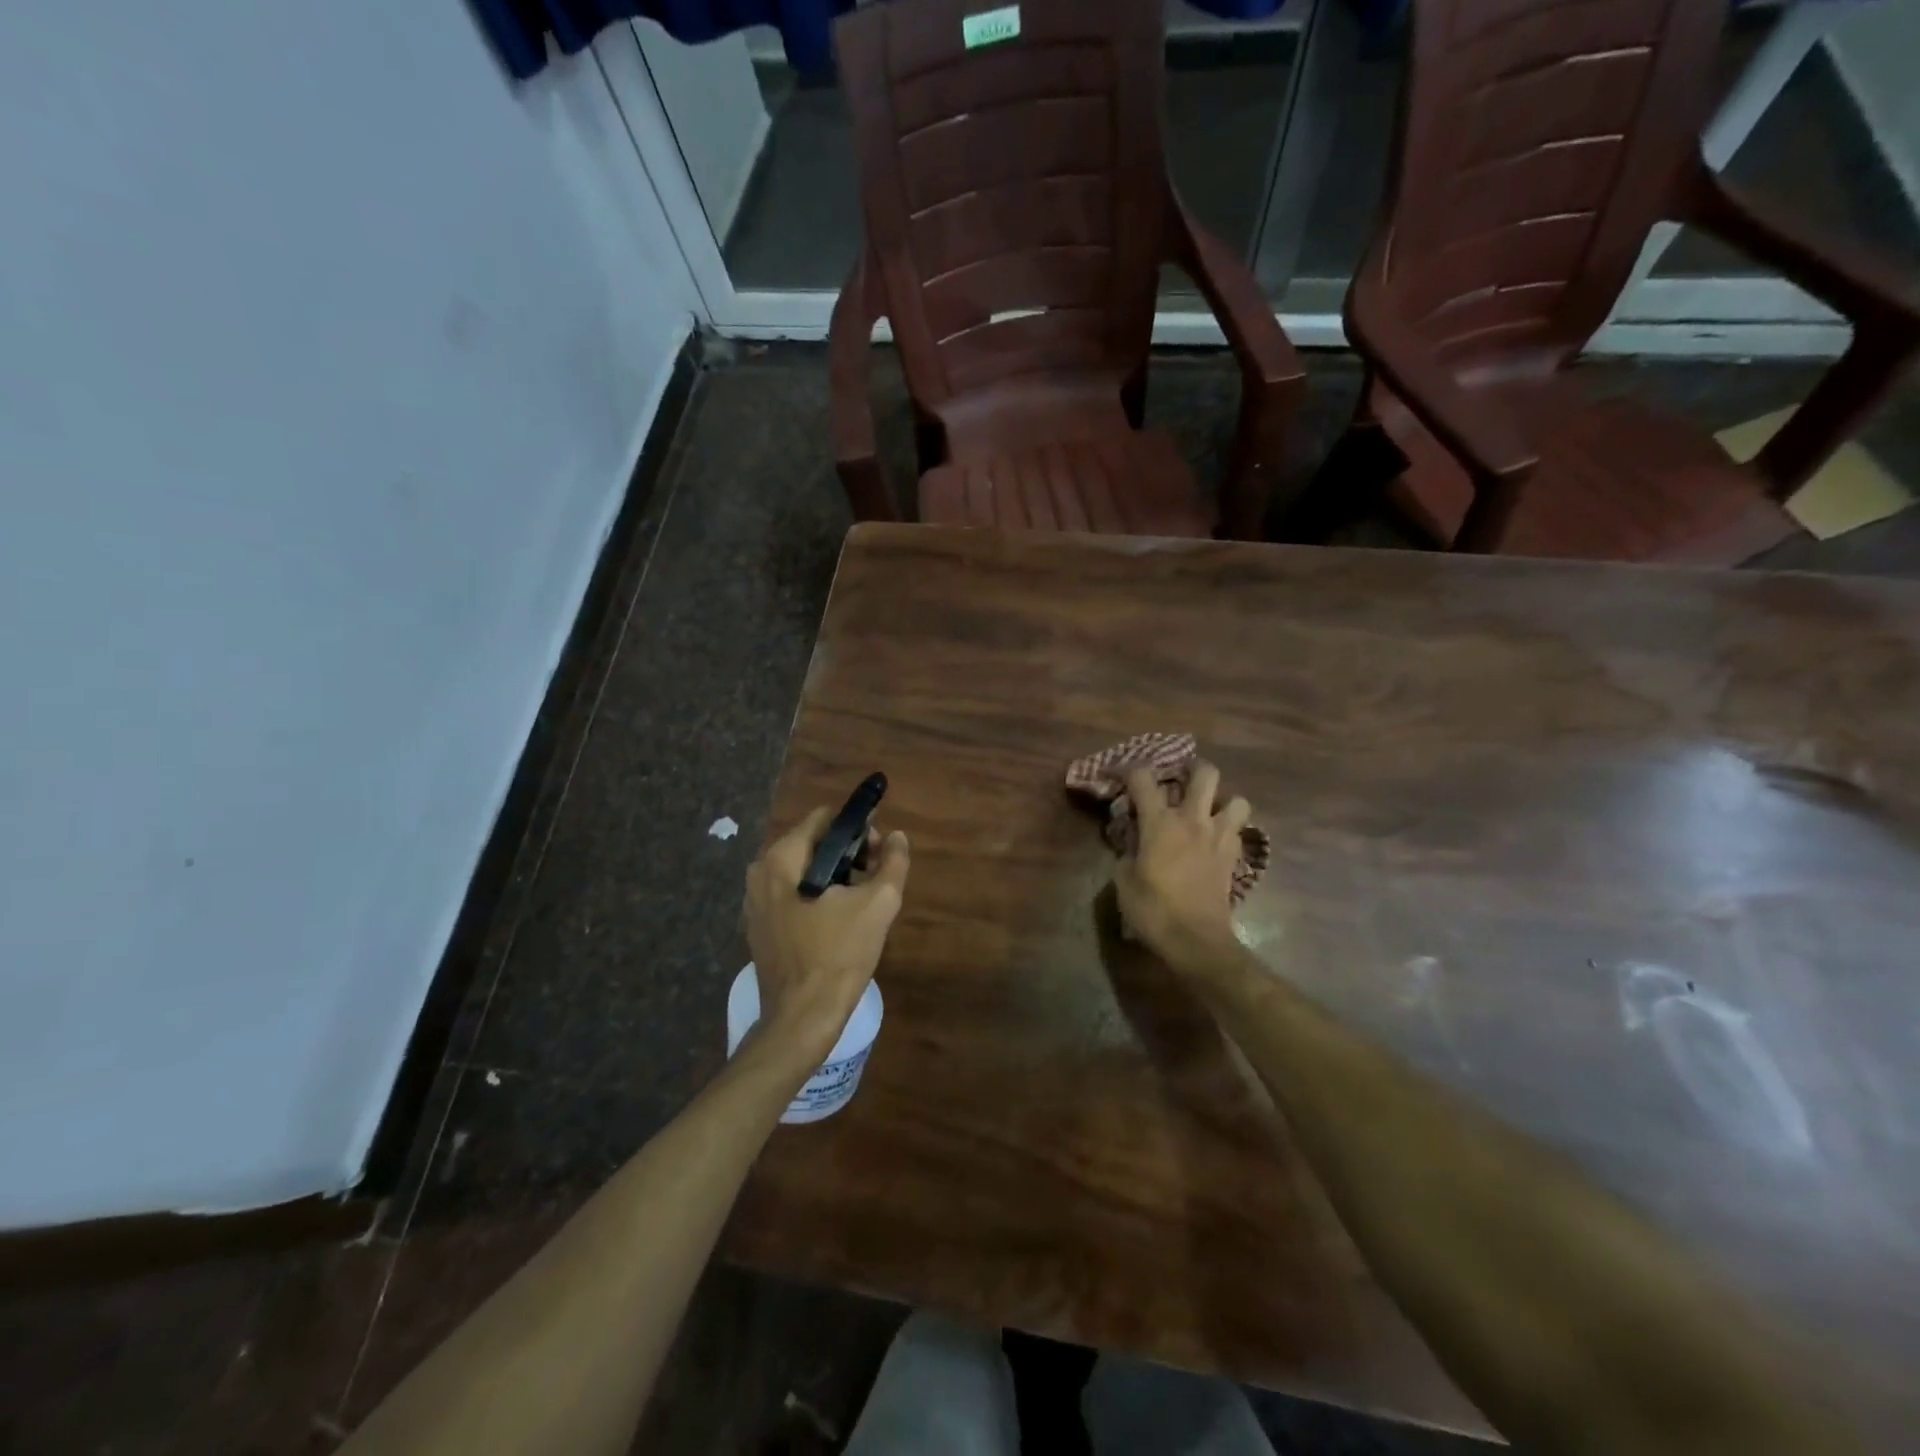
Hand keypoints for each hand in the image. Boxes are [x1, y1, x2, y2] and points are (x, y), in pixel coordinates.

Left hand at [746, 809, 909, 1062]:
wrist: (802, 1018)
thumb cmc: (839, 954)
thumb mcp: (878, 903)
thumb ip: (892, 862)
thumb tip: (896, 836)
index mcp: (782, 858)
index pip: (825, 819)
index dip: (858, 828)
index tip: (879, 851)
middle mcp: (760, 872)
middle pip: (813, 843)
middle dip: (848, 853)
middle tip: (875, 878)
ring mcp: (755, 901)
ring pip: (803, 870)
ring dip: (835, 876)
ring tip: (861, 901)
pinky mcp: (759, 926)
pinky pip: (792, 894)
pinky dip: (817, 896)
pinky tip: (838, 921)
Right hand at [1112, 762, 1249, 961]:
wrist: (1196, 941)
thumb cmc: (1153, 910)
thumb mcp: (1124, 880)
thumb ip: (1127, 852)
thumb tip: (1133, 842)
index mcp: (1160, 822)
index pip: (1143, 778)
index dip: (1131, 772)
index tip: (1123, 777)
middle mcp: (1193, 820)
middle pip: (1205, 773)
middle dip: (1192, 770)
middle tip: (1180, 781)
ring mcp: (1219, 837)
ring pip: (1237, 800)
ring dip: (1223, 801)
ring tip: (1207, 812)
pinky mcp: (1233, 857)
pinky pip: (1239, 830)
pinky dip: (1229, 829)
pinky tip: (1215, 841)